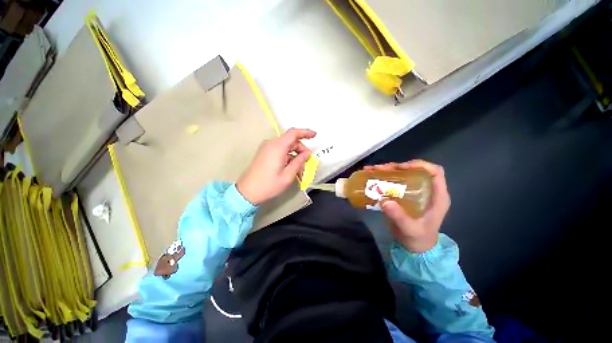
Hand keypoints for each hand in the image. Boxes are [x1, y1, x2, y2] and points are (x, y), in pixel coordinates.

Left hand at [237, 128, 316, 204]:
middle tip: (306, 164)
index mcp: (278, 147)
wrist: (247, 192)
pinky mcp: (264, 153)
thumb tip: (306, 154)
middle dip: (301, 150)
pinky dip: (287, 157)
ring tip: (299, 170)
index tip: (315, 135)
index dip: (305, 132)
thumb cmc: (269, 185)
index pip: (294, 133)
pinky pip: (280, 151)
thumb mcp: (288, 175)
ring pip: (286, 147)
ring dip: (294, 156)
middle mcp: (271, 144)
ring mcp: (266, 148)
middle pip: (291, 141)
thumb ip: (299, 162)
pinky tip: (290, 169)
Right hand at [364, 160, 449, 252]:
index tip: (401, 168)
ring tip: (371, 170)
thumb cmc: (418, 239)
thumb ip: (399, 217)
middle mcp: (426, 190)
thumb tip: (385, 201)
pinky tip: (372, 177)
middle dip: (395, 167)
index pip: (435, 172)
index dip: (420, 165)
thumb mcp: (410, 229)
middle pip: (413, 171)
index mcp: (436, 196)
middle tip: (378, 169)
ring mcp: (414, 192)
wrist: (415, 248)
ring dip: (386, 171)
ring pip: (402, 174)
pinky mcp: (404, 195)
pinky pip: (394, 182)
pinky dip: (383, 178)